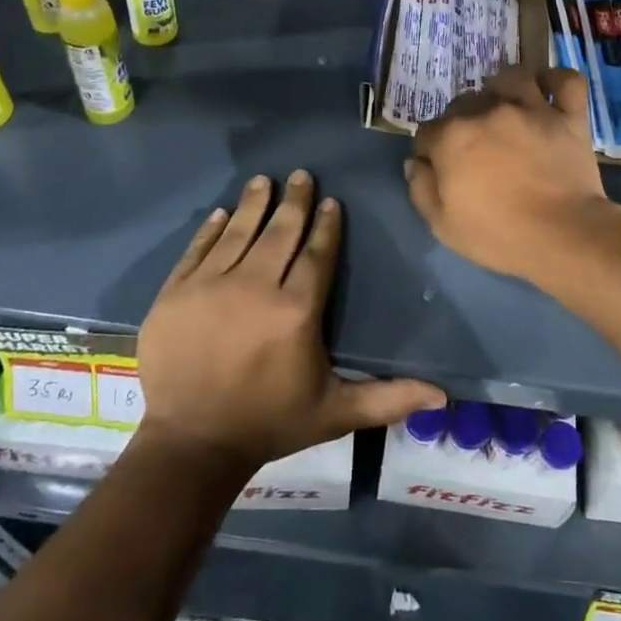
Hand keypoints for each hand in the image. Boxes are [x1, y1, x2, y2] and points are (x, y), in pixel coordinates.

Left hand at [137, 171, 445, 469]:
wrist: (189, 445)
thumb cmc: (268, 424)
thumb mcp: (335, 413)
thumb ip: (388, 399)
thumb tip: (444, 397)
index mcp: (296, 310)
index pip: (317, 254)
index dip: (327, 226)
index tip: (332, 202)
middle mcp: (255, 286)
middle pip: (280, 233)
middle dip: (294, 202)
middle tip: (301, 175)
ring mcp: (211, 285)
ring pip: (240, 232)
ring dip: (255, 203)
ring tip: (264, 180)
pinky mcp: (175, 292)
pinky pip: (198, 249)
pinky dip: (212, 228)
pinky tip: (223, 213)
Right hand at [407, 66, 620, 285]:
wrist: (563, 236)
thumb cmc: (499, 235)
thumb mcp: (442, 225)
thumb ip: (421, 188)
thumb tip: (416, 162)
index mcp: (453, 137)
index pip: (427, 131)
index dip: (430, 149)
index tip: (439, 167)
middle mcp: (488, 111)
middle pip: (465, 101)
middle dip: (463, 120)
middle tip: (475, 146)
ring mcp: (532, 109)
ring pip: (512, 78)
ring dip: (503, 89)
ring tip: (506, 107)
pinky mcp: (568, 116)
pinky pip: (565, 81)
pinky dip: (557, 81)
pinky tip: (548, 93)